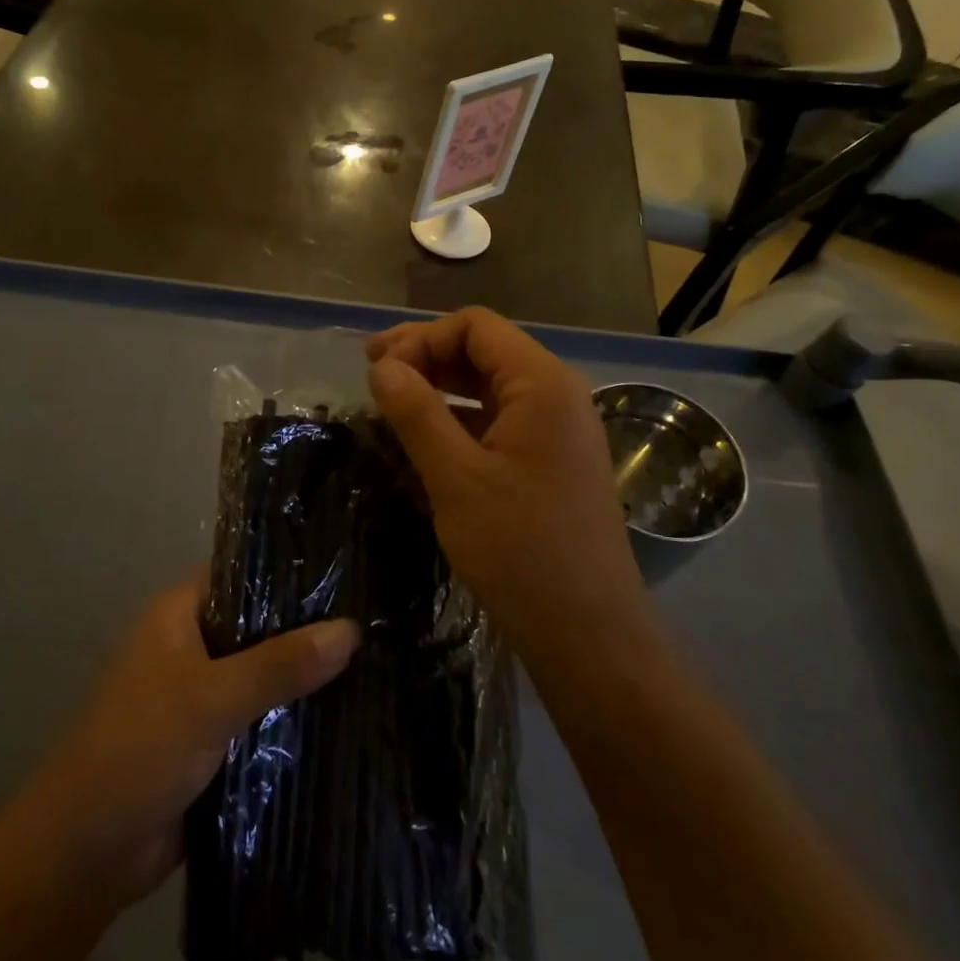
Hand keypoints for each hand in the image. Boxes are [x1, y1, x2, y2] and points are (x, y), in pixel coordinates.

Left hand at [26, 580, 358, 904]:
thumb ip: (281, 664)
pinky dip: (295, 721)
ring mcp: (205, 697)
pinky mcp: (216, 744)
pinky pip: (264, 721)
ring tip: (379, 665)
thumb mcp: (212, 698)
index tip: (348, 573)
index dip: (291, 572)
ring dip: (307, 680)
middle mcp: (194, 647)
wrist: (88, 851)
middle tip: (377, 623)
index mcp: (181, 616)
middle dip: (309, 631)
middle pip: (261, 628)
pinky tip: (349, 718)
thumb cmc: (141, 748)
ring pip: (267, 677)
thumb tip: (351, 629)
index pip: (244, 575)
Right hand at [365, 307, 654, 656]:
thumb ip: (416, 412)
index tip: (377, 371)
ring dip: (439, 386)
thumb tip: (381, 366)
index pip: (475, 327)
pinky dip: (458, 418)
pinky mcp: (549, 460)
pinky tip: (423, 437)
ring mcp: (556, 429)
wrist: (587, 633)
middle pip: (483, 350)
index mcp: (542, 384)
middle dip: (425, 356)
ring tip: (389, 403)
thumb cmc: (520, 550)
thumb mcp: (455, 477)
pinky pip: (498, 419)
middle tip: (372, 375)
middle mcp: (556, 395)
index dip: (420, 338)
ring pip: (489, 385)